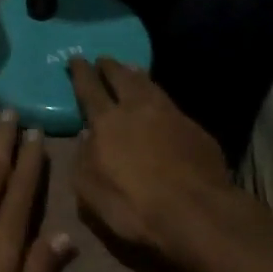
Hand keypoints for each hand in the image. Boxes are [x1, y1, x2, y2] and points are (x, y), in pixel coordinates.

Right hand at [68, 57, 258, 268]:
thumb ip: (83, 159)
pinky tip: (160, 103)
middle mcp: (138, 110)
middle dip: (110, 67)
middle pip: (122, 78)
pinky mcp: (196, 130)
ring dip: (137, 75)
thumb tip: (86, 137)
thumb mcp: (89, 190)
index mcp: (107, 122)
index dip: (81, 73)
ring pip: (150, 86)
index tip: (76, 58)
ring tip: (131, 68)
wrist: (196, 213)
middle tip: (103, 59)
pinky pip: (171, 105)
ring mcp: (171, 116)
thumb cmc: (133, 205)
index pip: (89, 89)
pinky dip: (159, 97)